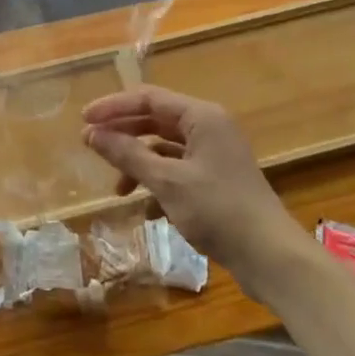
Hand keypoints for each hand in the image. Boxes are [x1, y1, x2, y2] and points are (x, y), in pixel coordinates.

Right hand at [82, 87, 309, 297]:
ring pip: (166, 147)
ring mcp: (215, 154)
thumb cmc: (218, 210)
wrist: (270, 256)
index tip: (84, 120)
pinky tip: (147, 209)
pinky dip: (159, 183)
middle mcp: (209, 127)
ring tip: (118, 189)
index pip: (149, 98)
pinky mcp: (217, 180)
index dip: (113, 107)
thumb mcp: (167, 182)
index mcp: (201, 116)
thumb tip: (91, 134)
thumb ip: (128, 155)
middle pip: (157, 120)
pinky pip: (179, 170)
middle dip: (124, 134)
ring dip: (140, 163)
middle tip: (91, 145)